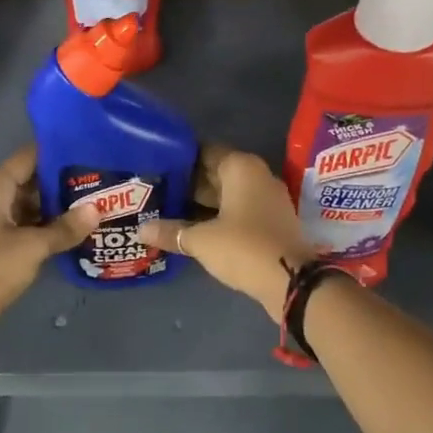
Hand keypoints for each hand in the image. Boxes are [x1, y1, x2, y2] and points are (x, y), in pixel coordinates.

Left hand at [0, 147, 96, 359]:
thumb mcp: (34, 247)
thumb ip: (66, 227)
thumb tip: (97, 209)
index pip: (30, 156)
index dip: (59, 154)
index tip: (91, 154)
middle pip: (31, 179)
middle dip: (63, 183)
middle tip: (100, 184)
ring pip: (29, 204)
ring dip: (56, 207)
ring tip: (94, 206)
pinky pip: (23, 224)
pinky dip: (44, 226)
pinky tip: (72, 231)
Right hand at [140, 145, 316, 320]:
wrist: (292, 281)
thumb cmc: (244, 247)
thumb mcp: (201, 240)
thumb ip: (171, 231)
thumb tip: (140, 230)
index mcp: (240, 167)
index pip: (204, 152)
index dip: (179, 159)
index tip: (155, 167)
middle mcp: (257, 176)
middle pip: (216, 173)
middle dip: (188, 183)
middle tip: (156, 192)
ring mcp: (267, 200)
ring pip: (227, 194)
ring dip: (202, 203)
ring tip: (168, 210)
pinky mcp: (271, 222)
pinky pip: (238, 211)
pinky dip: (218, 217)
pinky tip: (194, 229)